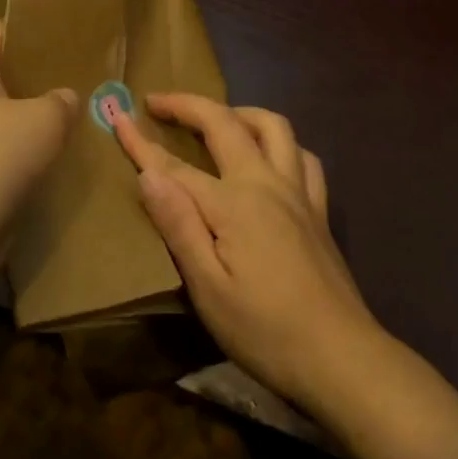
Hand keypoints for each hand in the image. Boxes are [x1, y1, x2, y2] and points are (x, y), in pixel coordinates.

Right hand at [112, 93, 385, 414]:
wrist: (340, 356)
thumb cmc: (265, 330)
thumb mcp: (208, 288)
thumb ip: (179, 225)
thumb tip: (149, 174)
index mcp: (234, 203)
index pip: (176, 165)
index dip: (143, 143)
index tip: (117, 118)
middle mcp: (267, 182)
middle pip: (225, 124)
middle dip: (188, 105)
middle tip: (158, 101)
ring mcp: (298, 191)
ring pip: (273, 126)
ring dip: (240, 111)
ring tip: (216, 118)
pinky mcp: (318, 208)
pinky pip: (303, 156)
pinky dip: (281, 142)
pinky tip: (270, 156)